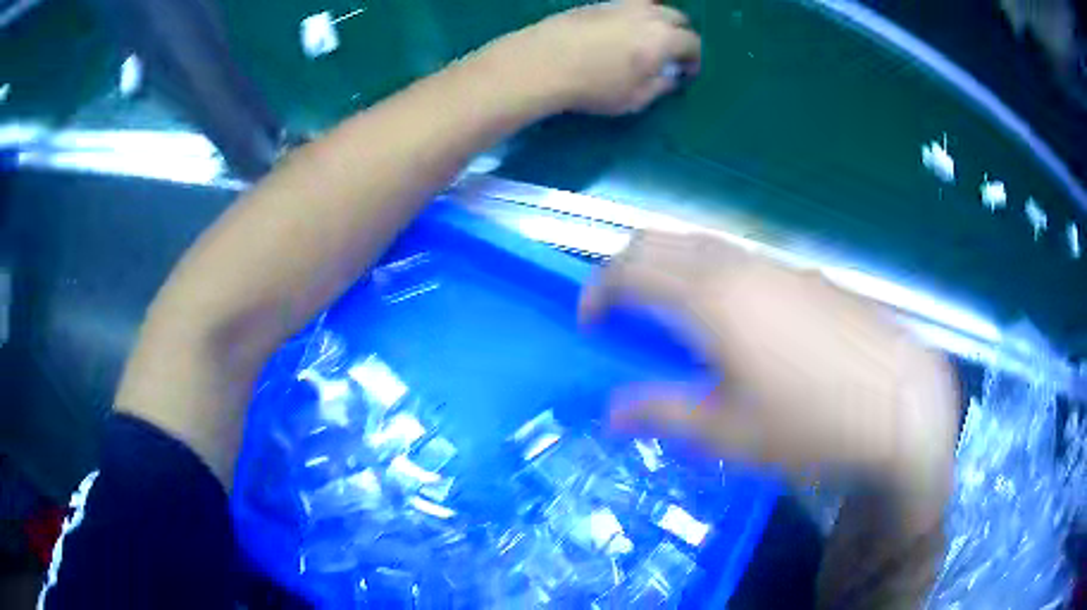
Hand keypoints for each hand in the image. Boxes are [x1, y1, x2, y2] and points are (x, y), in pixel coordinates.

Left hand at [488, 0, 701, 115]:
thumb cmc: (594, 87)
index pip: (693, 43)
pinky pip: (627, 4)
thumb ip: (661, 86)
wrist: (542, 62)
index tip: (685, 72)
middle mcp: (648, 14)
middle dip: (679, 35)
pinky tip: (621, 30)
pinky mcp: (598, 2)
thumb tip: (672, 76)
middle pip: (677, 17)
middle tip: (668, 54)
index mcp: (664, 39)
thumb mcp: (635, 99)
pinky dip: (634, 15)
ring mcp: (622, 4)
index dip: (694, 59)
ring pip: (653, 5)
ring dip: (658, 20)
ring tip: (646, 38)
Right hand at [580, 231, 958, 497]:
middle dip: (626, 266)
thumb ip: (662, 413)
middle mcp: (740, 266)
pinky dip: (711, 271)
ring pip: (703, 244)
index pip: (632, 270)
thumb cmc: (810, 425)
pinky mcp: (807, 275)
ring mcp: (778, 264)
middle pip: (663, 240)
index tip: (587, 321)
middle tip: (616, 306)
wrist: (898, 405)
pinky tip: (732, 314)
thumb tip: (610, 413)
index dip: (598, 290)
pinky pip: (741, 257)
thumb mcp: (726, 433)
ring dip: (670, 265)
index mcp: (711, 299)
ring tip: (666, 309)